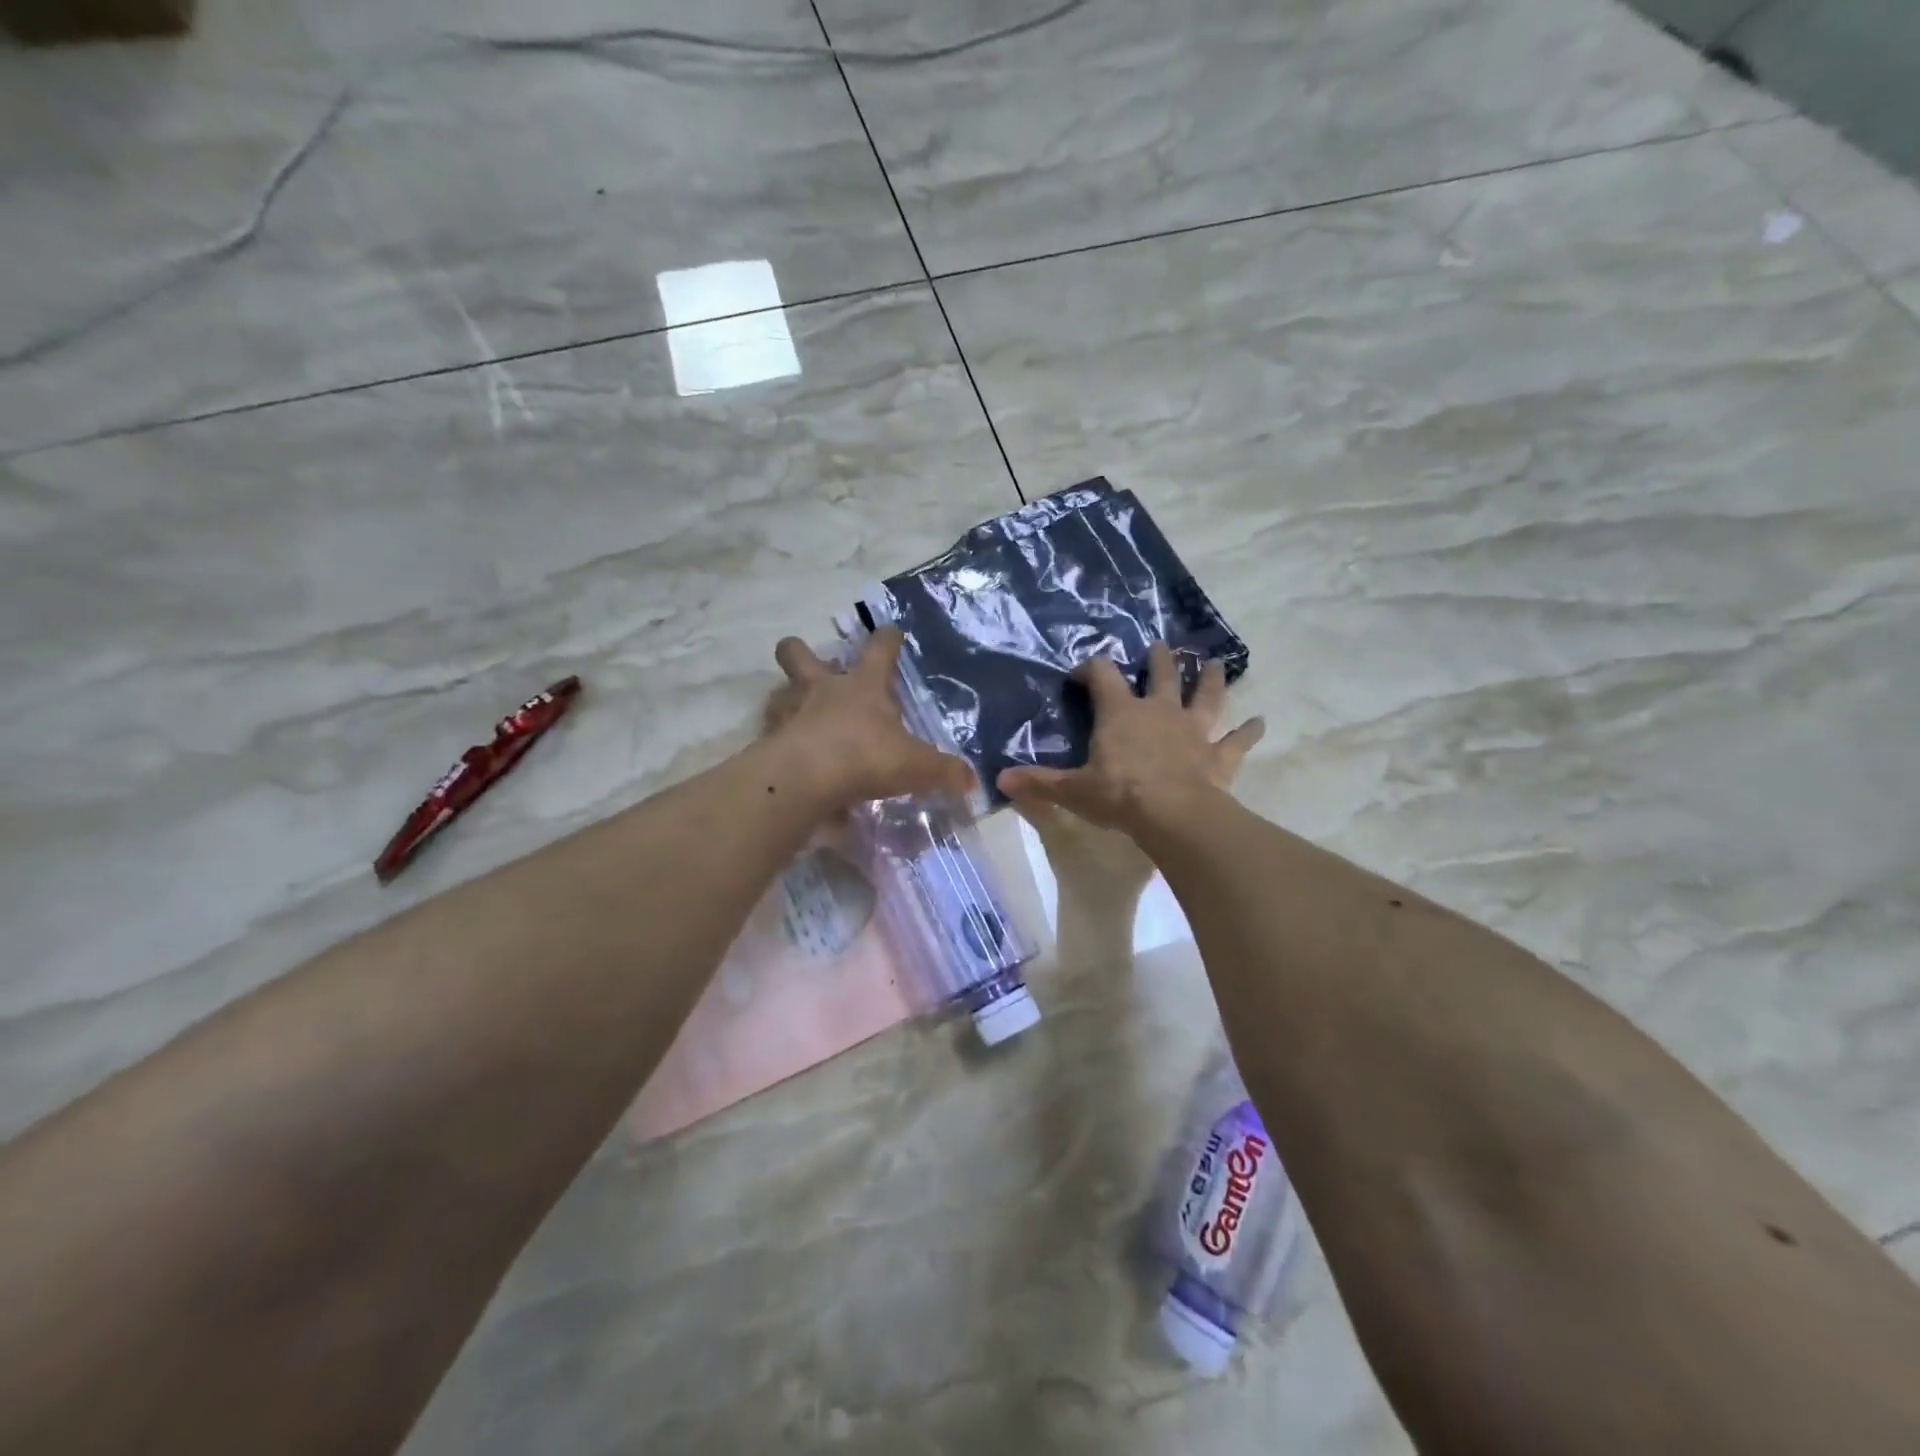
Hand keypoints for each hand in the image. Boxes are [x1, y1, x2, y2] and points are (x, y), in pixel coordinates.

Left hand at [768, 627, 974, 809]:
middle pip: (799, 653)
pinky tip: (792, 757)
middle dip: (802, 652)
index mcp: (863, 685)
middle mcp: (822, 688)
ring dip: (787, 698)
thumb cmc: (866, 756)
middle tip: (817, 668)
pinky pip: (773, 733)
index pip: (879, 649)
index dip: (887, 639)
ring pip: (779, 690)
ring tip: (800, 717)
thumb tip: (971, 780)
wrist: (805, 779)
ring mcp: (790, 711)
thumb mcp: (917, 766)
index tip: (890, 633)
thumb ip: (944, 771)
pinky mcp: (769, 740)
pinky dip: (780, 741)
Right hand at [996, 643, 1263, 834]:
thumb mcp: (1073, 790)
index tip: (1081, 674)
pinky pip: (1237, 740)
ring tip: (1214, 664)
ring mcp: (1193, 730)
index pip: (1103, 676)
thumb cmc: (1119, 795)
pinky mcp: (1219, 755)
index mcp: (1121, 713)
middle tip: (1161, 648)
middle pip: (1162, 675)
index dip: (1090, 669)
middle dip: (1160, 660)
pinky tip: (1261, 723)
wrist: (1172, 815)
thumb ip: (1039, 782)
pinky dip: (1249, 732)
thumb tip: (999, 780)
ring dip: (1210, 680)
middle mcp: (1159, 711)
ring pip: (1206, 696)